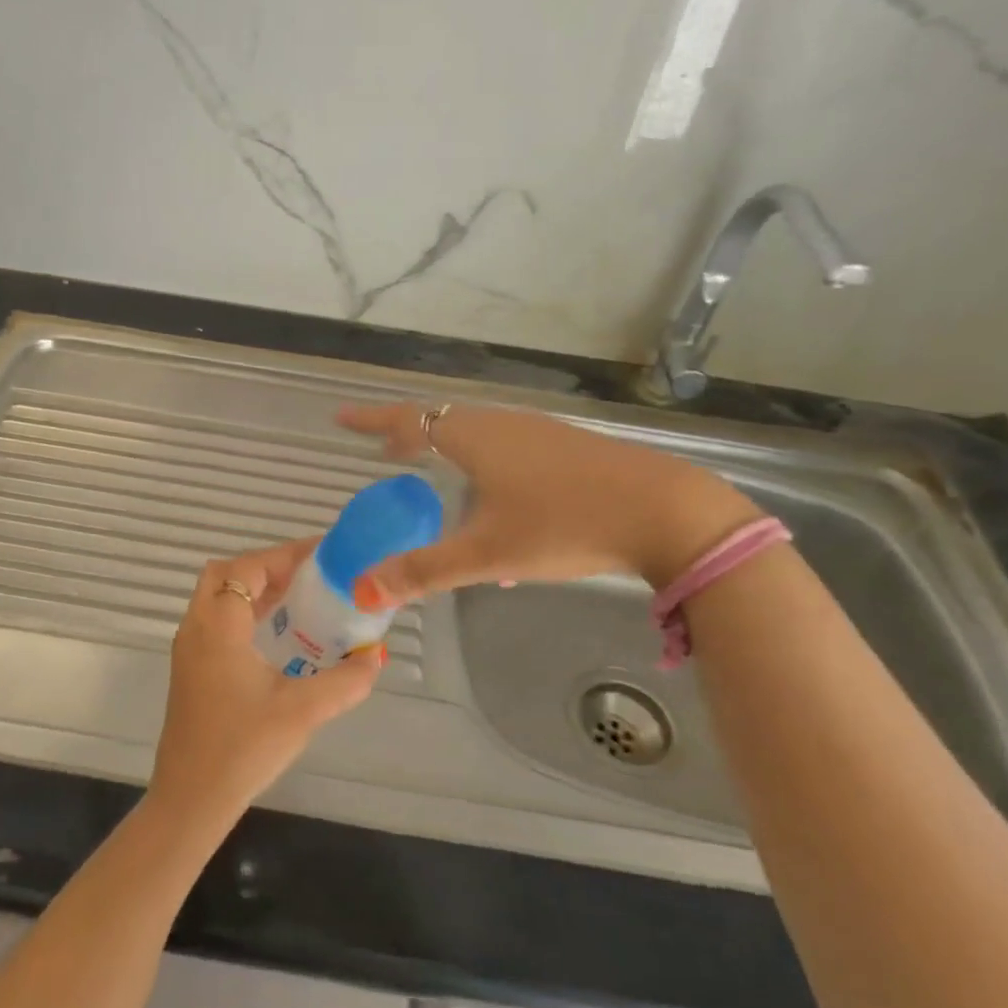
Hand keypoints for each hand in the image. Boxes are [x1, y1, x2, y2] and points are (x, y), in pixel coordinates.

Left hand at [148, 540, 384, 832]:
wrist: (191, 799)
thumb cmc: (244, 748)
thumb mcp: (304, 711)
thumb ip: (345, 681)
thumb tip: (375, 658)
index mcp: (219, 626)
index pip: (248, 567)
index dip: (285, 555)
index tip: (323, 555)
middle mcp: (196, 628)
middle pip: (225, 573)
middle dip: (266, 567)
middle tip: (307, 578)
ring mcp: (188, 650)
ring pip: (217, 597)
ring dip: (253, 590)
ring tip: (300, 601)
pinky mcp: (190, 670)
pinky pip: (216, 621)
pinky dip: (244, 613)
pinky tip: (277, 638)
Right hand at [338, 402, 758, 602]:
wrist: (666, 511)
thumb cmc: (565, 524)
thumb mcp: (488, 554)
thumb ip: (423, 571)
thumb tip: (364, 589)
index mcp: (476, 438)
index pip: (410, 420)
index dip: (372, 421)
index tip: (342, 418)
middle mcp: (505, 424)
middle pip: (444, 421)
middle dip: (410, 436)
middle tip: (384, 453)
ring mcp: (541, 432)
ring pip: (479, 433)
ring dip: (448, 449)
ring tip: (432, 473)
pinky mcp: (569, 447)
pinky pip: (508, 447)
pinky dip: (482, 461)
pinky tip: (497, 502)